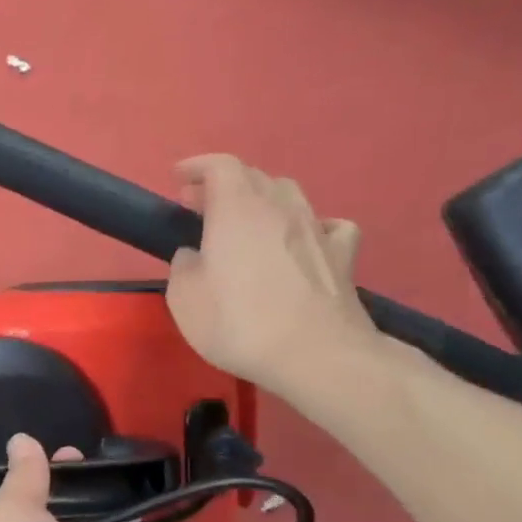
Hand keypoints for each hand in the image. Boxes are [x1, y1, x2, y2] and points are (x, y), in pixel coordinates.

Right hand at [166, 154, 379, 402]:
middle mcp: (280, 209)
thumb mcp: (184, 298)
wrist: (315, 355)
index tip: (178, 178)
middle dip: (224, 185)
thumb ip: (184, 266)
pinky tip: (301, 241)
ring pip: (290, 194)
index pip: (221, 166)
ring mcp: (316, 230)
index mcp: (237, 210)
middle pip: (254, 177)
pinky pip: (327, 225)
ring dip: (263, 200)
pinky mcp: (342, 256)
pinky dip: (308, 225)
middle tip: (200, 206)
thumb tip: (195, 255)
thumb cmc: (238, 322)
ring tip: (246, 222)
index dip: (198, 166)